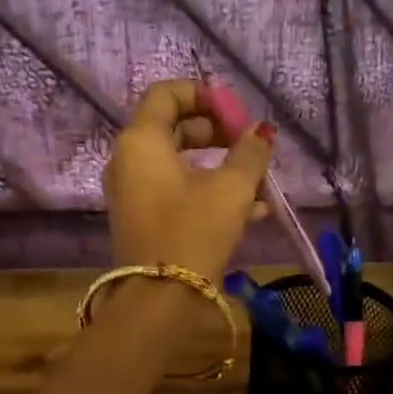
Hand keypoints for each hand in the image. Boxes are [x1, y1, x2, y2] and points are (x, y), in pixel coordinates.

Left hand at [104, 79, 275, 281]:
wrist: (160, 299)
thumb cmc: (194, 231)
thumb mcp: (231, 189)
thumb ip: (250, 154)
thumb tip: (262, 131)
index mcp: (141, 141)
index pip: (167, 94)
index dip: (204, 95)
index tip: (237, 114)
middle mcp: (129, 162)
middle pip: (174, 128)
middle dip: (218, 133)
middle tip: (251, 146)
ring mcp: (135, 194)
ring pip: (180, 165)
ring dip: (221, 167)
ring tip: (260, 182)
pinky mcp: (146, 222)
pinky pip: (178, 193)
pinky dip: (209, 192)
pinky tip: (253, 210)